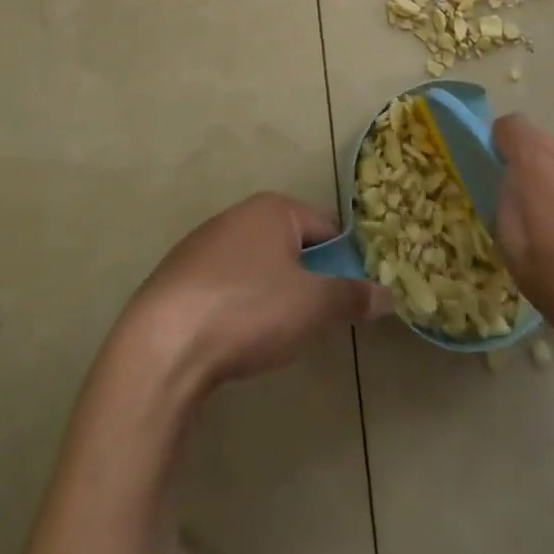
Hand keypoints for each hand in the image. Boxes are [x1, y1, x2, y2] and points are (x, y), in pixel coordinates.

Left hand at [117, 193, 391, 392]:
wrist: (163, 344)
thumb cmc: (247, 311)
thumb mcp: (312, 306)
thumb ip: (352, 297)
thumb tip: (390, 295)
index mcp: (273, 209)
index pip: (328, 226)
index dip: (347, 262)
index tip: (354, 299)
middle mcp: (239, 214)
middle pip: (293, 244)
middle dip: (310, 280)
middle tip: (318, 321)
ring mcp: (205, 243)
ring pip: (260, 265)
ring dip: (276, 294)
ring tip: (278, 334)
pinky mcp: (181, 275)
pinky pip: (228, 284)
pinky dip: (242, 305)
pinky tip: (238, 337)